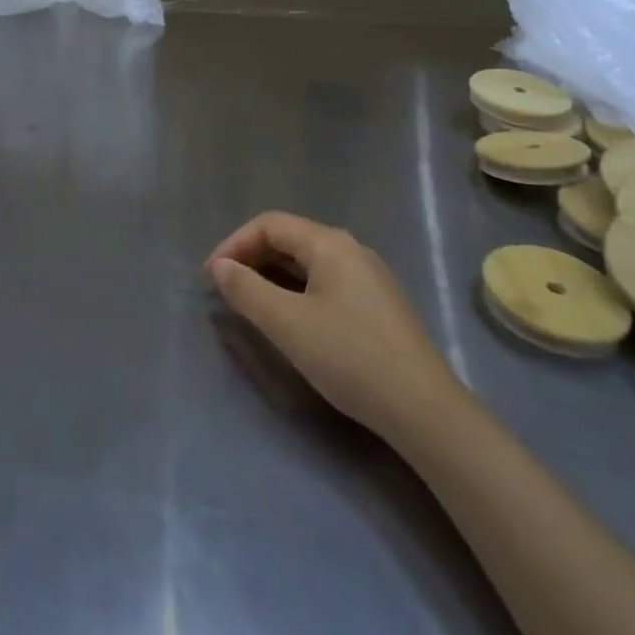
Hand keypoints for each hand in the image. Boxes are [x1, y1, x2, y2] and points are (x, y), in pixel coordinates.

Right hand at [207, 212, 456, 440]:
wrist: (424, 409)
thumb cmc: (350, 357)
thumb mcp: (288, 324)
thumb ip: (247, 290)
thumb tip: (220, 267)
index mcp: (330, 243)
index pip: (270, 224)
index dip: (234, 244)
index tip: (210, 277)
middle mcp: (351, 248)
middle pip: (290, 238)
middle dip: (252, 258)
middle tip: (225, 289)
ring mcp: (369, 276)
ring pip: (308, 262)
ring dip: (273, 276)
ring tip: (250, 303)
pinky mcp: (378, 304)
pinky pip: (326, 282)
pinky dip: (297, 290)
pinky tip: (291, 318)